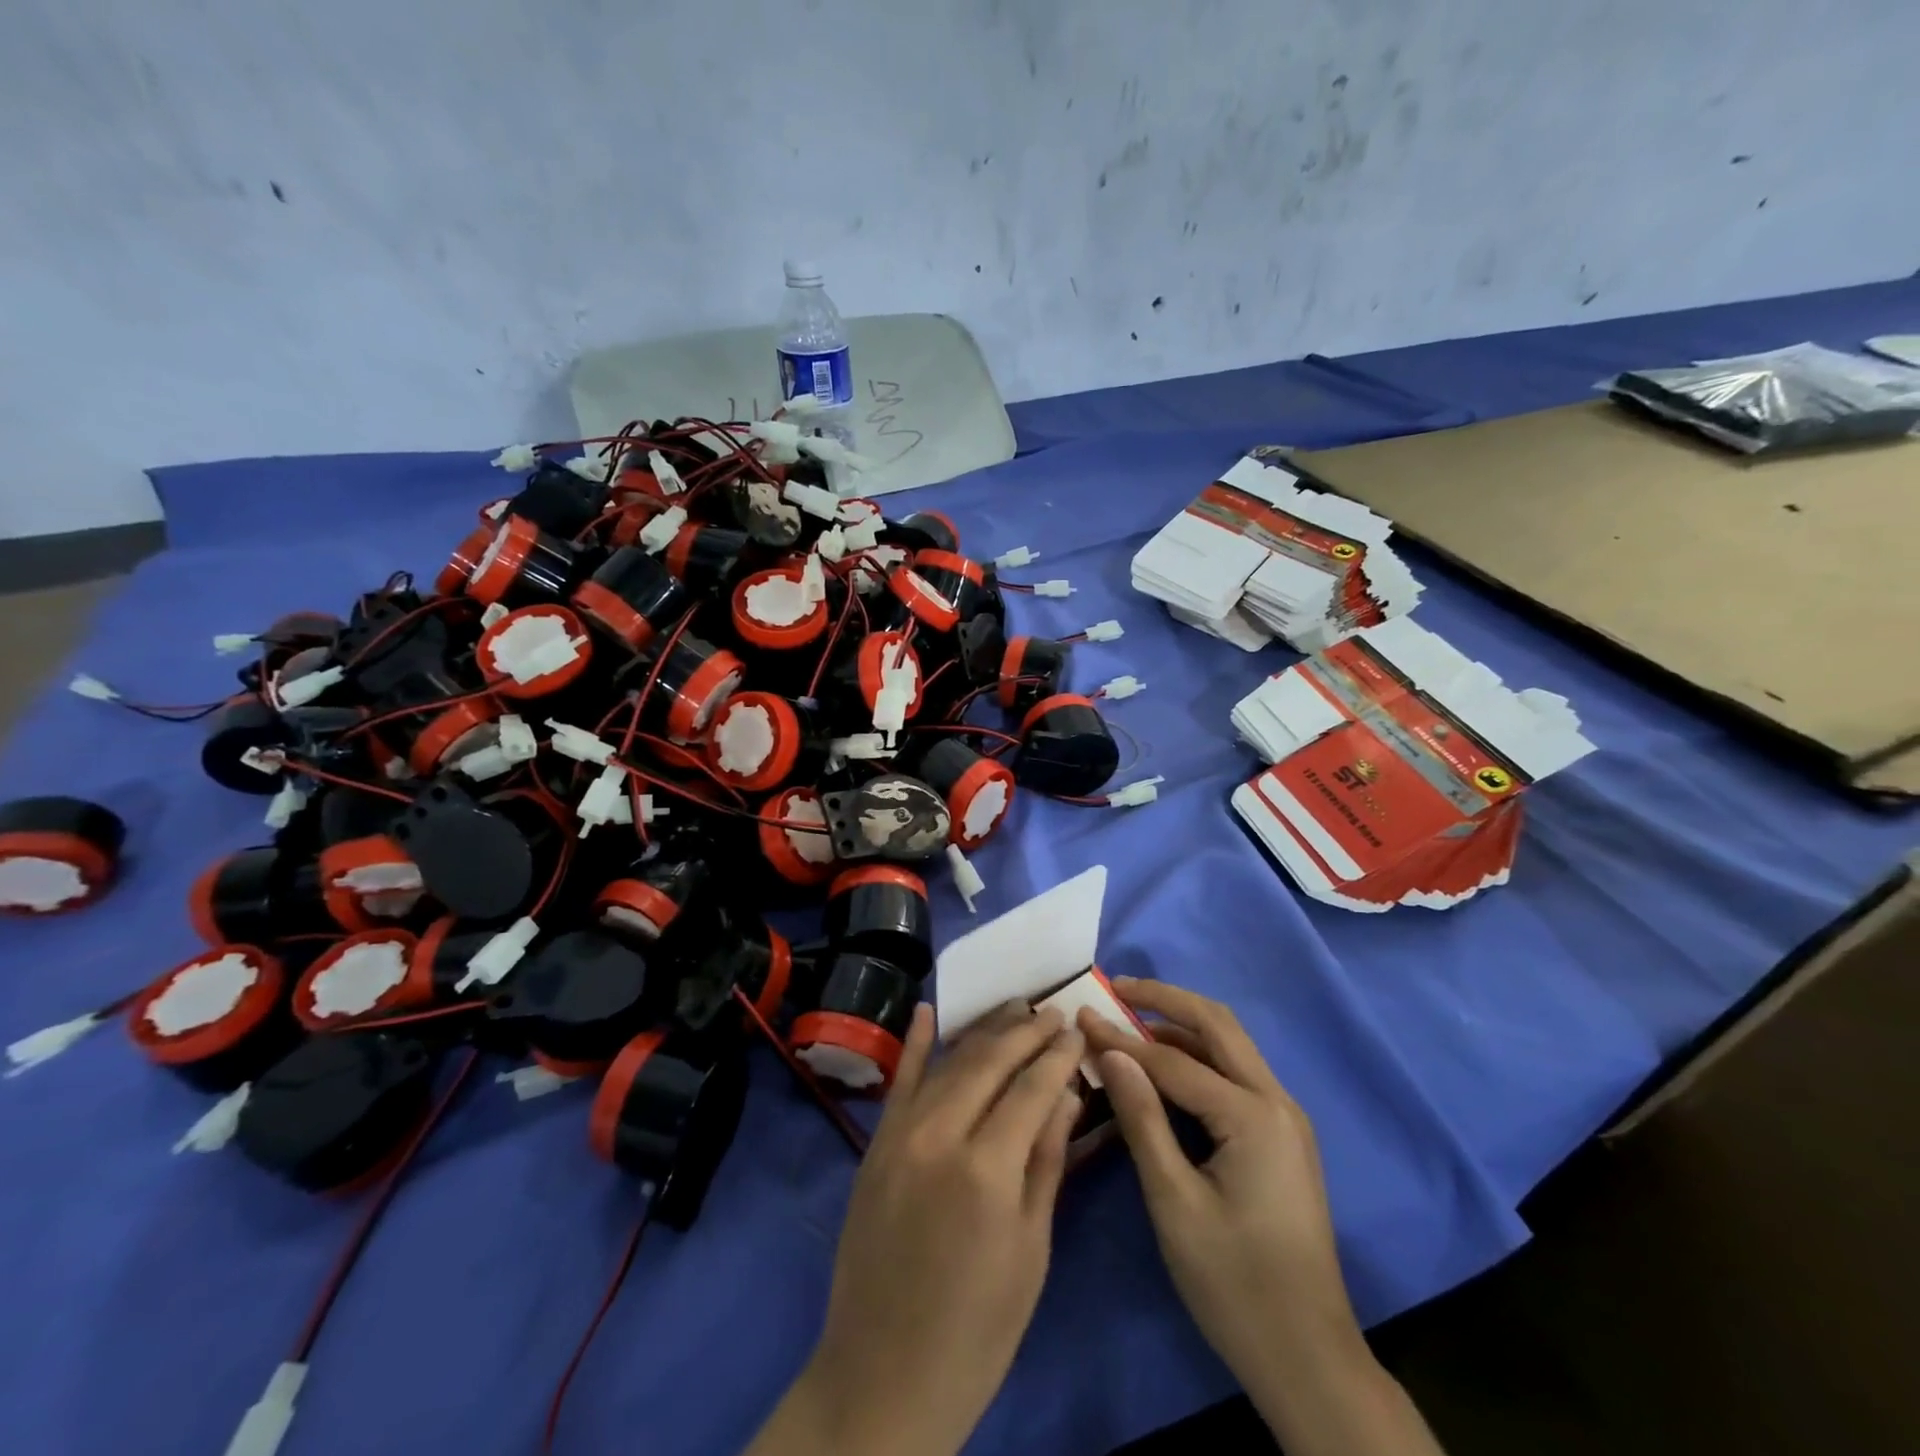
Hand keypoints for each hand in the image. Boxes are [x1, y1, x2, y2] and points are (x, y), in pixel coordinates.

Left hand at [749, 1001, 1084, 1455]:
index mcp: (987, 1169)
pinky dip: (913, 1044)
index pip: (1031, 1088)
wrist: (883, 1374)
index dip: (1058, 1056)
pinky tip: (927, 1011)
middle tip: (1053, 1011)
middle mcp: (940, 1135)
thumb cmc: (978, 1328)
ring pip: (948, 1062)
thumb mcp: (1030, 1250)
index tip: (1077, 1031)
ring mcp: (900, 1134)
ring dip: (984, 1030)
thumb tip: (1067, 1094)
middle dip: (1026, 1031)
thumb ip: (1047, 1161)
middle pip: (989, 1061)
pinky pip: (897, 1081)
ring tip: (1014, 1007)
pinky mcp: (874, 1144)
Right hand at [1083, 980, 1441, 1455]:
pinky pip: (1234, 1075)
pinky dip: (1197, 1056)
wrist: (1309, 1360)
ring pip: (1230, 1045)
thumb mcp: (1174, 1202)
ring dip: (1181, 1024)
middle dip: (1165, 999)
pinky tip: (1162, 1065)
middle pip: (1218, 1024)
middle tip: (1116, 987)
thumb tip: (1110, 1051)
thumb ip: (1142, 1118)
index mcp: (1253, 1116)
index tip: (1079, 1016)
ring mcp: (1284, 1118)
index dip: (1121, 1038)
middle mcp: (1277, 1101)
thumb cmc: (1234, 1285)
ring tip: (1130, 1017)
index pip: (1173, 1061)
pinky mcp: (1280, 1136)